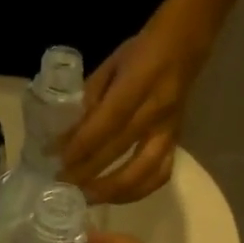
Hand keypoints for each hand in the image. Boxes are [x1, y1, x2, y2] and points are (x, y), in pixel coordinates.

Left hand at [58, 13, 211, 204]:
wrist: (185, 45)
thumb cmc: (141, 53)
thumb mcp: (110, 65)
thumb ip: (89, 99)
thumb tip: (65, 135)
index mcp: (139, 83)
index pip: (108, 121)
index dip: (82, 145)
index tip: (58, 160)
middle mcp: (157, 111)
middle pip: (120, 150)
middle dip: (88, 172)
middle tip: (62, 185)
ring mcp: (169, 131)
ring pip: (143, 172)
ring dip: (112, 191)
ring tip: (86, 197)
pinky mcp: (176, 143)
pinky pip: (160, 176)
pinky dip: (136, 192)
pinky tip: (115, 196)